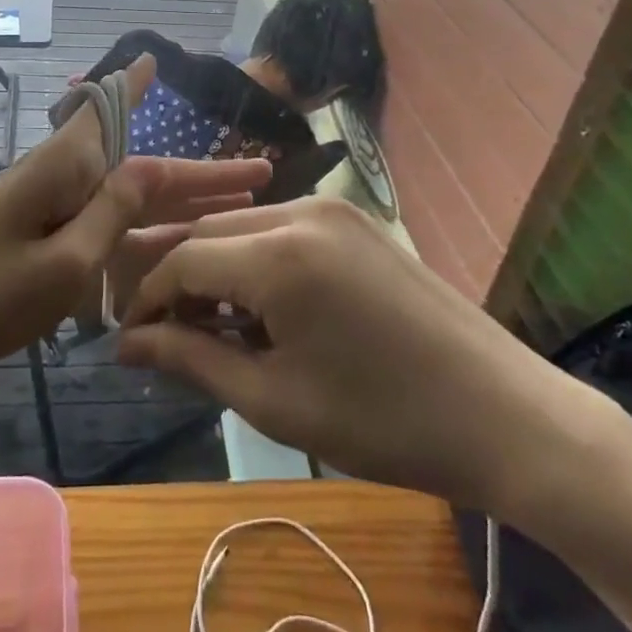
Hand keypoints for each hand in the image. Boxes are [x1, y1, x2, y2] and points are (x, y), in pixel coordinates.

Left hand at [0, 54, 271, 369]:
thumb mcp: (60, 263)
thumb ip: (110, 216)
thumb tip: (149, 169)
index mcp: (66, 168)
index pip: (112, 114)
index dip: (138, 87)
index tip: (156, 57)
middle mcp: (65, 179)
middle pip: (143, 167)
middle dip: (201, 172)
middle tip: (261, 172)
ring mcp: (56, 211)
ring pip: (133, 199)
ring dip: (183, 202)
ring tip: (240, 207)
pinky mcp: (47, 239)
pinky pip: (111, 228)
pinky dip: (148, 231)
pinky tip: (178, 242)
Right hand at [117, 196, 617, 522]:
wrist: (504, 414)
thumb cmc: (383, 421)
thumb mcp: (275, 399)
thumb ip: (191, 360)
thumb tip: (128, 345)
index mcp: (278, 252)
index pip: (183, 260)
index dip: (148, 300)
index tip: (130, 342)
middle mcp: (302, 211)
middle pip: (211, 232)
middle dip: (179, 281)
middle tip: (165, 338)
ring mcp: (335, 210)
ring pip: (246, 228)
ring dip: (217, 270)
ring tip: (212, 330)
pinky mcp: (357, 222)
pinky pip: (283, 231)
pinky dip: (257, 263)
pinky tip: (262, 310)